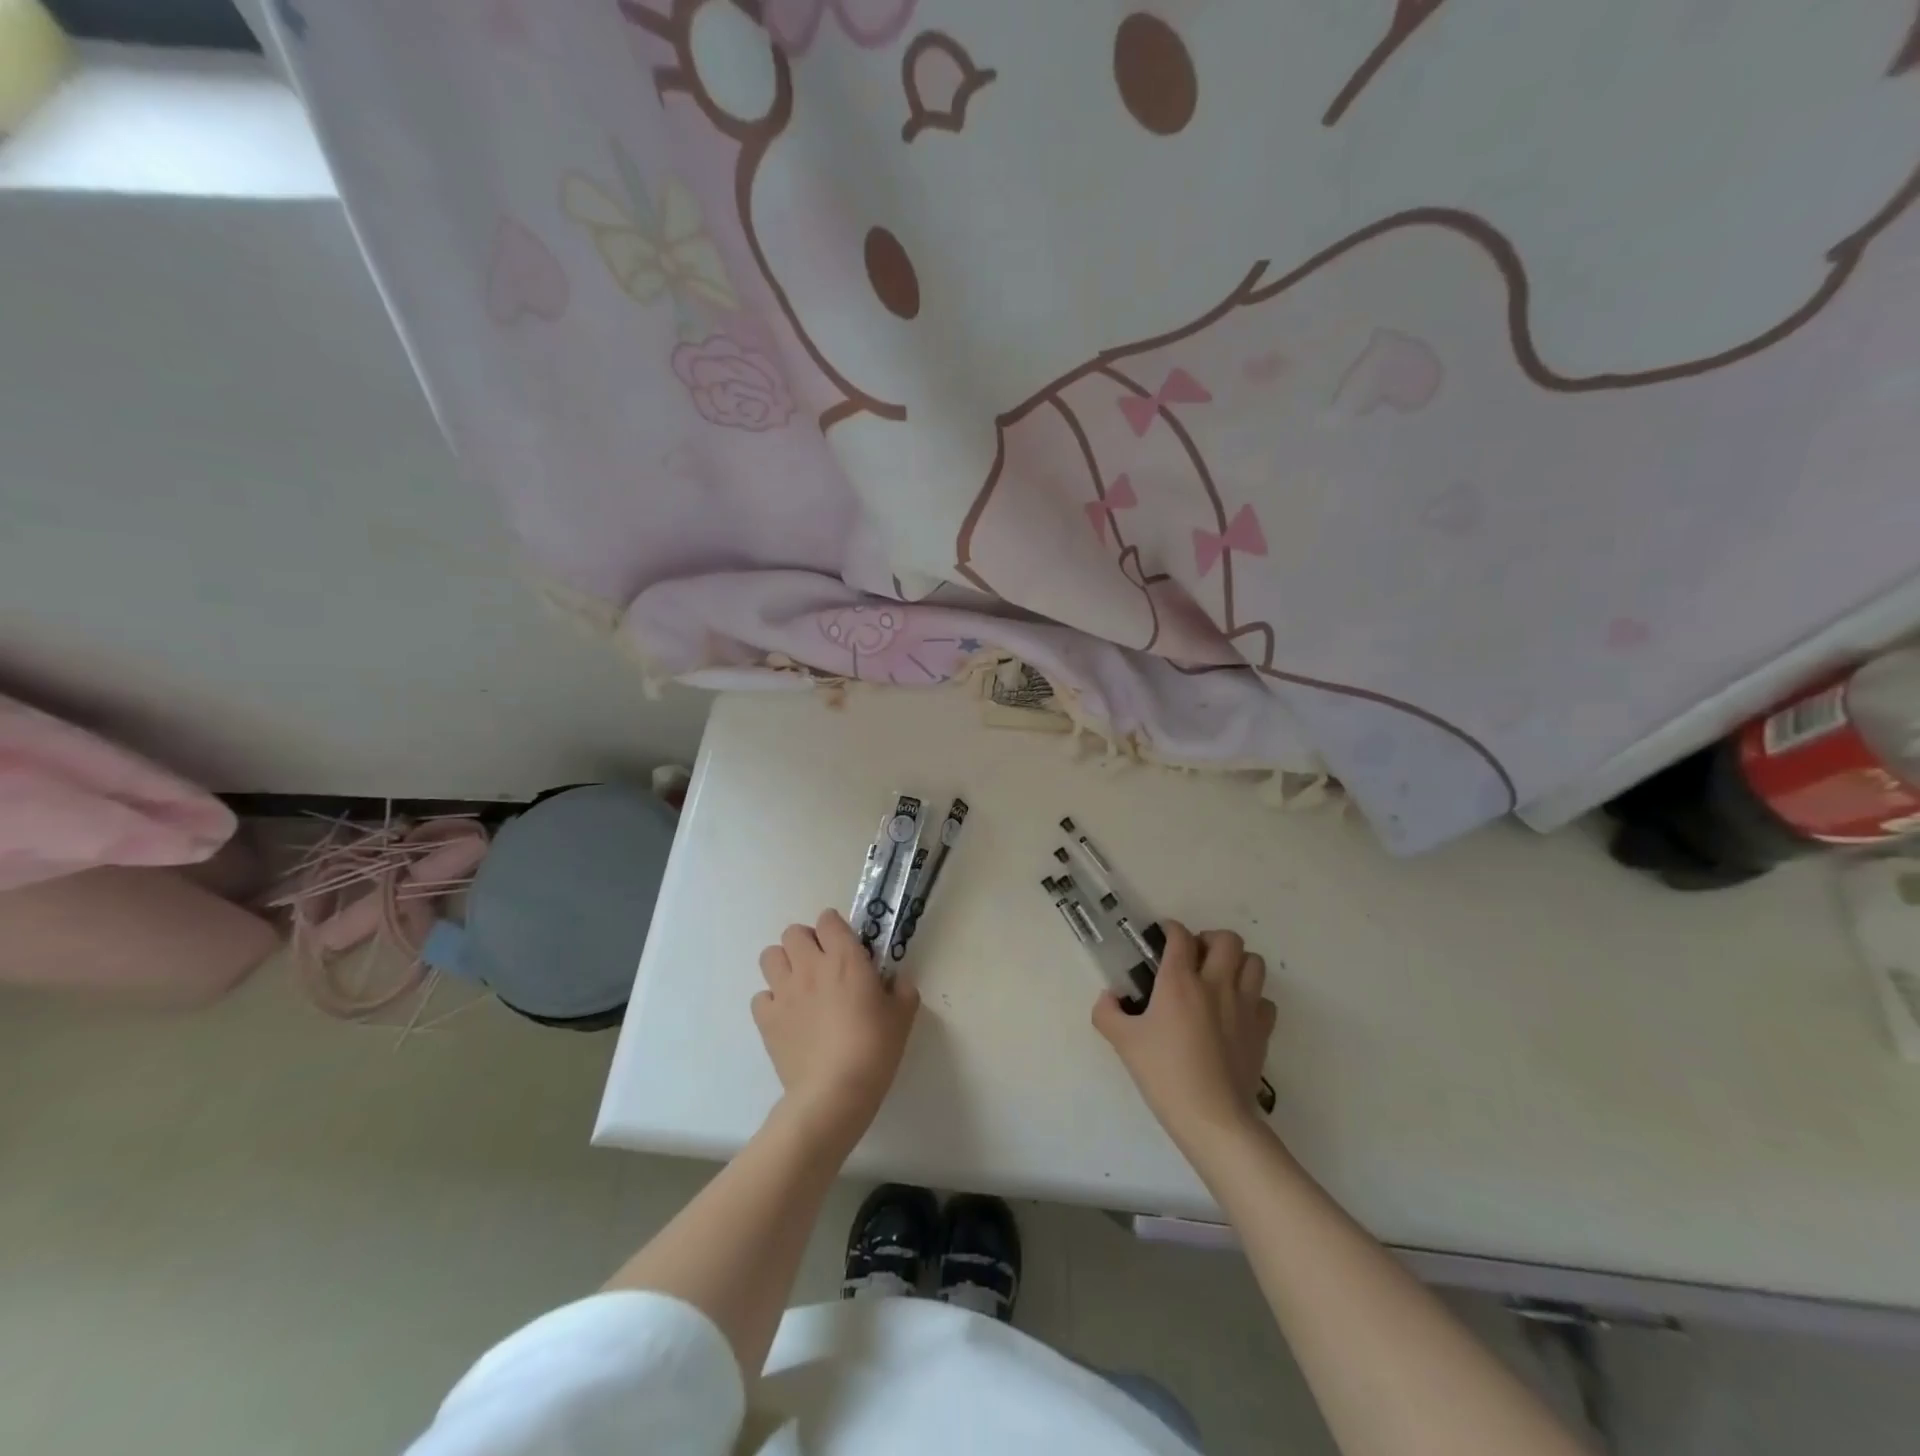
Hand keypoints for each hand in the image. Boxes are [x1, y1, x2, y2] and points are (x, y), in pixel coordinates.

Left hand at [754, 909, 919, 1142]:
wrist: (834, 1093)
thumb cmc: (874, 1050)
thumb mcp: (903, 1017)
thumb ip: (902, 990)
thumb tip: (897, 981)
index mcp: (845, 958)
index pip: (828, 919)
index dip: (835, 929)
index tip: (846, 947)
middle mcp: (810, 966)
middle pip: (793, 932)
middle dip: (806, 942)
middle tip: (821, 964)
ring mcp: (784, 992)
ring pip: (770, 956)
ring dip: (784, 964)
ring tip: (799, 985)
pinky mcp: (767, 1019)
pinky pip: (760, 996)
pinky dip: (771, 1002)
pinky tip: (787, 1016)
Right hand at [1093, 921, 1276, 1143]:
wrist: (1213, 1118)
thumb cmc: (1165, 1075)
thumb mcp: (1123, 1042)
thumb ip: (1107, 1012)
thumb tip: (1108, 997)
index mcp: (1179, 981)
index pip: (1180, 936)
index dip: (1171, 929)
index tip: (1163, 937)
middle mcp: (1216, 984)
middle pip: (1227, 939)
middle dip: (1210, 939)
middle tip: (1195, 957)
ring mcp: (1244, 1006)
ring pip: (1254, 962)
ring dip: (1237, 962)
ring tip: (1219, 978)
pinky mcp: (1262, 1030)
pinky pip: (1265, 1000)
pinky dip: (1253, 998)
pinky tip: (1236, 1012)